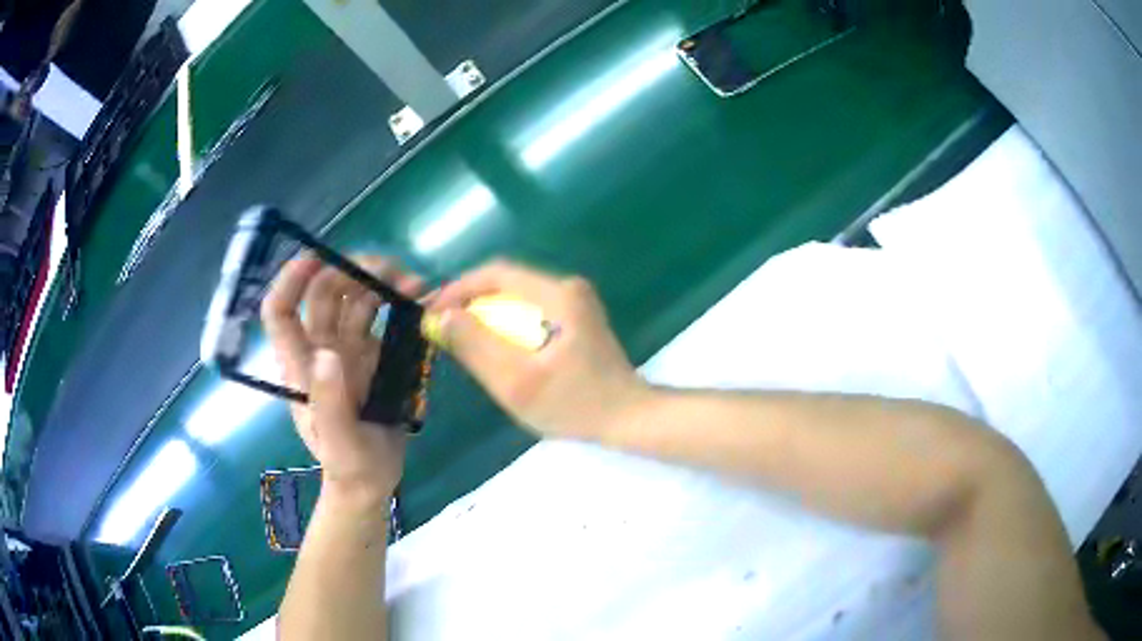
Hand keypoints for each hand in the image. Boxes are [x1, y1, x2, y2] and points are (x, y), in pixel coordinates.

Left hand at [262, 255, 424, 502]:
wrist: (372, 479)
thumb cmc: (348, 464)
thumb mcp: (338, 441)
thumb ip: (330, 402)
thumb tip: (327, 353)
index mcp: (300, 365)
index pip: (280, 312)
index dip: (290, 281)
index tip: (316, 258)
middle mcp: (321, 348)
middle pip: (324, 293)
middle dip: (351, 271)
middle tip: (390, 270)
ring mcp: (349, 350)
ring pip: (356, 300)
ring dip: (380, 282)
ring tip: (414, 283)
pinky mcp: (375, 356)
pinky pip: (384, 319)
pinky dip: (401, 304)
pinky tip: (421, 301)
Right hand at [431, 260, 650, 440]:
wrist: (629, 418)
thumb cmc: (575, 404)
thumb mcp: (516, 381)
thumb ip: (476, 346)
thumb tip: (440, 316)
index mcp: (558, 295)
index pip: (496, 274)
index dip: (458, 289)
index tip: (433, 312)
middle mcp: (568, 288)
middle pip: (507, 284)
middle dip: (470, 302)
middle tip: (442, 328)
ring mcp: (576, 303)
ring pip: (517, 298)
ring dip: (487, 315)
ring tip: (461, 339)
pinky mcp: (578, 319)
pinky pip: (531, 311)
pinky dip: (506, 324)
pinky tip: (495, 347)